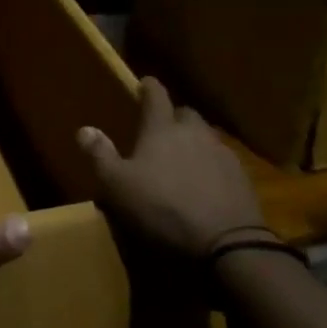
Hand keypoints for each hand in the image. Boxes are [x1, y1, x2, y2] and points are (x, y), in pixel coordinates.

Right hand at [77, 77, 264, 260]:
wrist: (227, 244)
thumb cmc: (163, 209)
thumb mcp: (118, 186)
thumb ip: (100, 155)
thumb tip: (84, 129)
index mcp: (163, 129)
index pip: (156, 95)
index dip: (149, 87)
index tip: (144, 83)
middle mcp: (195, 133)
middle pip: (185, 113)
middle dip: (173, 117)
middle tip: (161, 131)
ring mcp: (223, 154)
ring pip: (206, 137)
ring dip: (194, 142)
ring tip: (183, 160)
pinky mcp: (242, 178)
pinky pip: (222, 162)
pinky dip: (211, 166)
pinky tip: (205, 185)